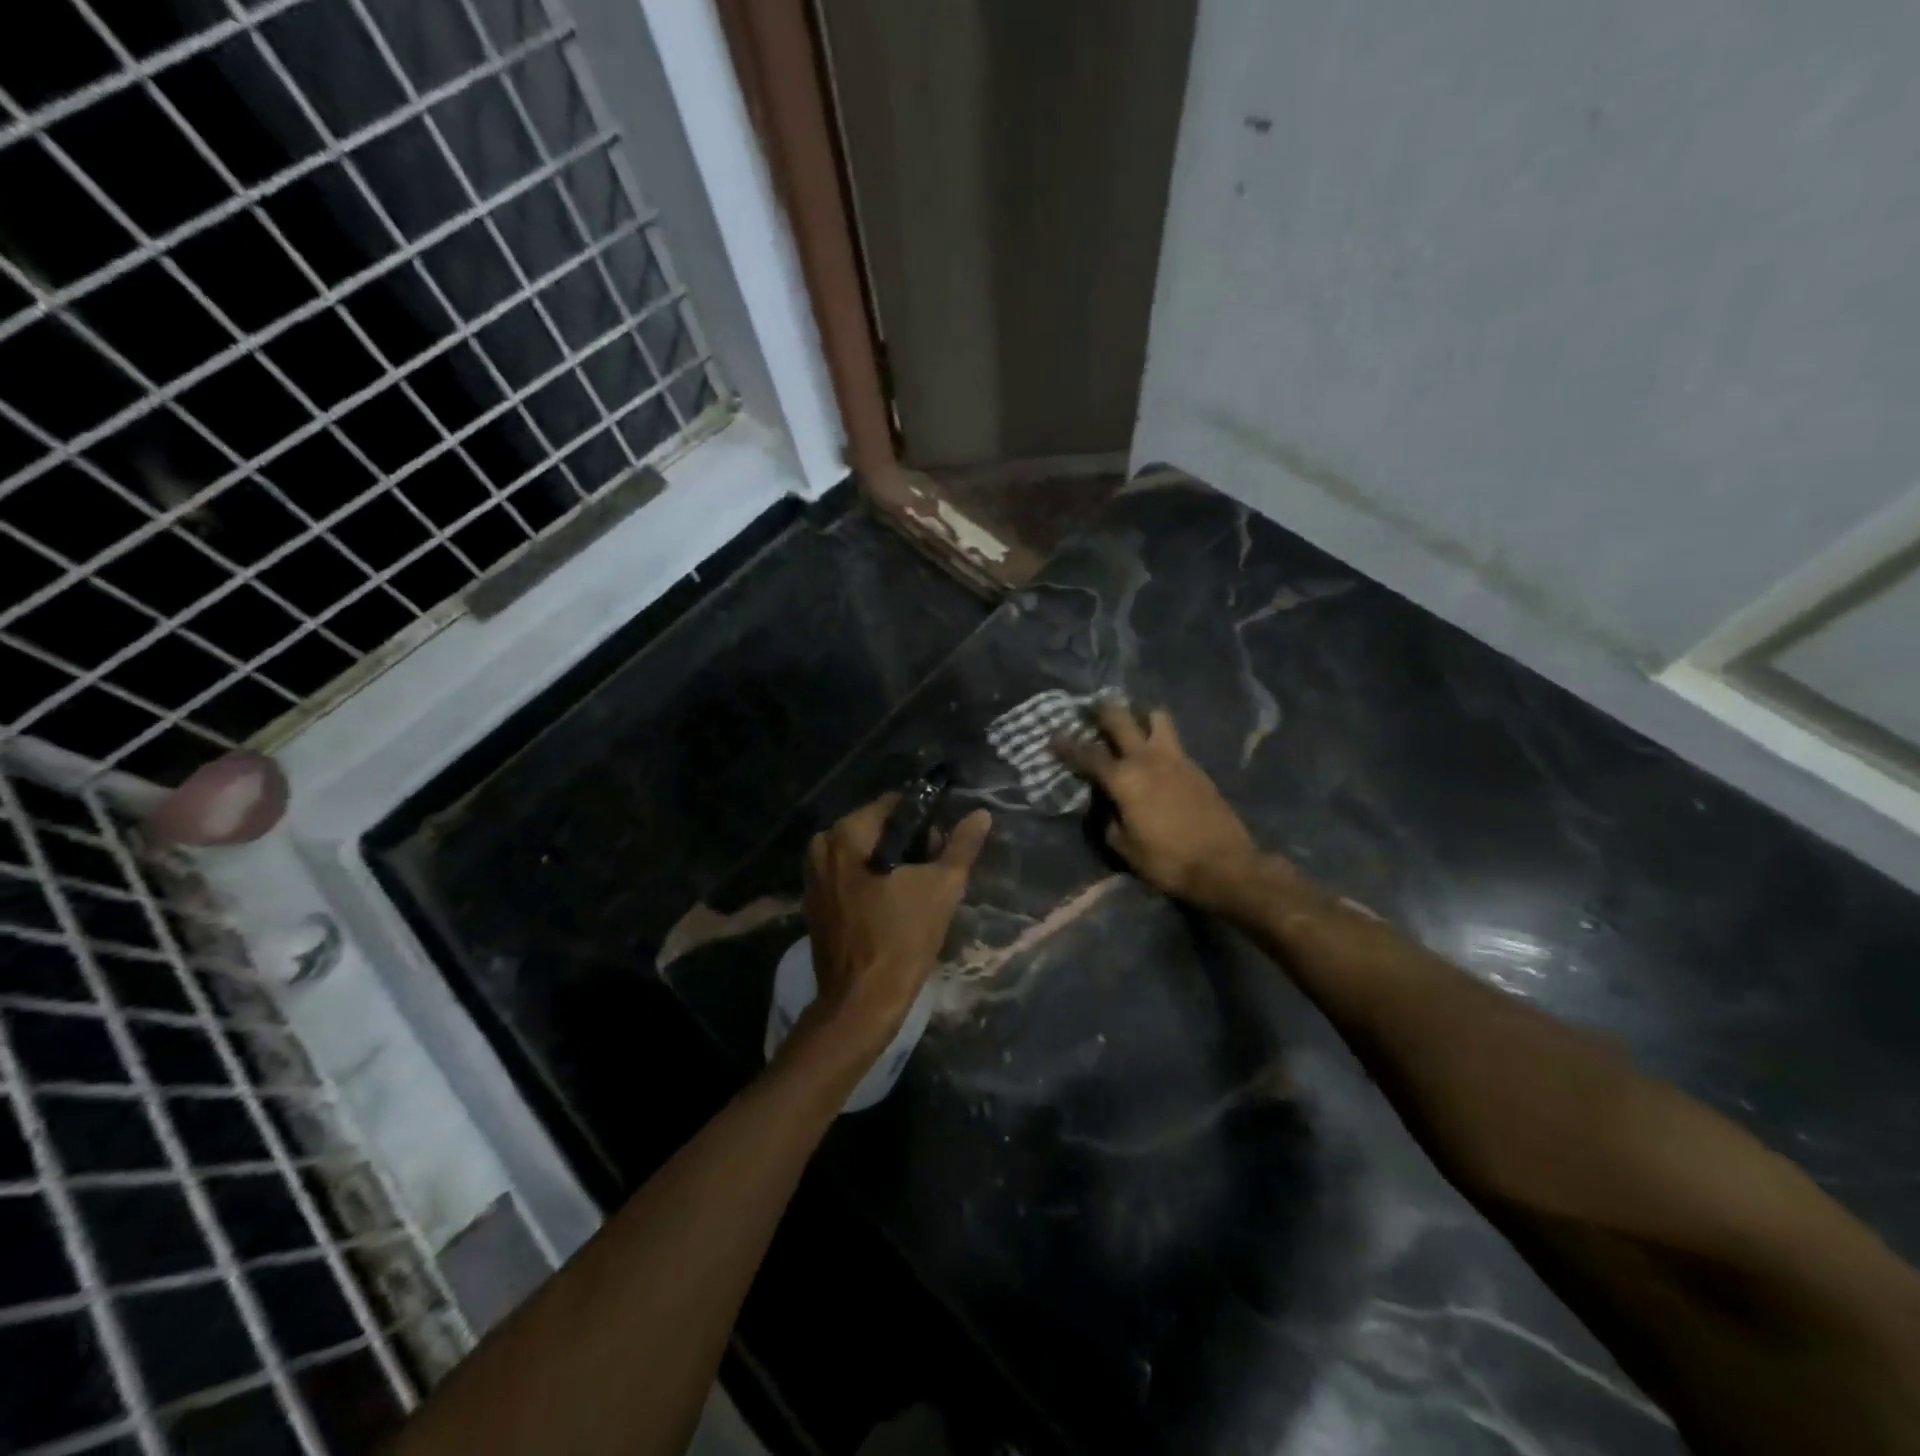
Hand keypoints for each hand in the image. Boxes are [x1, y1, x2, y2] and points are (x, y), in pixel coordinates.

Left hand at [802, 794, 991, 1053]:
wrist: (862, 1003)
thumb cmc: (902, 939)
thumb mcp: (942, 887)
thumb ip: (961, 846)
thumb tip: (981, 814)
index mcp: (846, 834)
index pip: (895, 805)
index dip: (927, 821)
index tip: (944, 848)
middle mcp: (822, 847)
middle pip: (878, 829)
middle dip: (910, 844)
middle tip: (936, 873)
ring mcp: (814, 877)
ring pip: (865, 855)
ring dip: (894, 866)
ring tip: (920, 893)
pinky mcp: (815, 904)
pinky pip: (851, 878)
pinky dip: (874, 883)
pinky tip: (895, 907)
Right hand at [1056, 703, 1265, 911]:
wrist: (1224, 865)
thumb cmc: (1167, 860)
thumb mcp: (1124, 847)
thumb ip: (1108, 819)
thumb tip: (1105, 805)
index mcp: (1124, 779)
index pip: (1088, 755)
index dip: (1067, 746)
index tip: (1052, 736)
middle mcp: (1147, 759)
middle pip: (1121, 718)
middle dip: (1102, 710)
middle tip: (1092, 708)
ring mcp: (1176, 758)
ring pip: (1156, 717)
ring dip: (1140, 715)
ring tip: (1132, 723)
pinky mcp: (1196, 767)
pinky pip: (1173, 741)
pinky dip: (1159, 739)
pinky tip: (1155, 754)